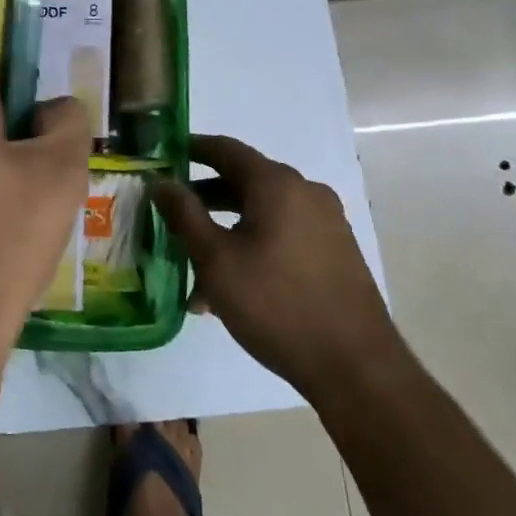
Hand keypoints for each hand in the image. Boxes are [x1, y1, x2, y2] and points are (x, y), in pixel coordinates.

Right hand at [153, 134, 396, 394]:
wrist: (355, 367)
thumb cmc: (276, 304)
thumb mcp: (216, 259)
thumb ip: (184, 214)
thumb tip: (160, 181)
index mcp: (277, 184)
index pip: (225, 149)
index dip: (190, 148)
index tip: (161, 154)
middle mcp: (305, 192)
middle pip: (243, 181)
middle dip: (203, 198)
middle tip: (168, 213)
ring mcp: (325, 222)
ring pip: (261, 213)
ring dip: (224, 229)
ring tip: (192, 265)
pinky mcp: (335, 252)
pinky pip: (282, 234)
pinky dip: (251, 245)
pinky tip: (228, 287)